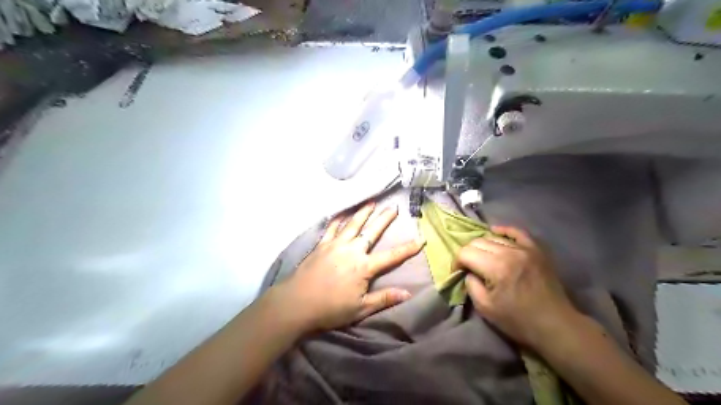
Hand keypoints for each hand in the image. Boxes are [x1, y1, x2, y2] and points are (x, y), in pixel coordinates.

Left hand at [275, 202, 422, 332]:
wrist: (297, 303)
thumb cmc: (330, 309)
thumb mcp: (361, 308)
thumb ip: (384, 298)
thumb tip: (408, 293)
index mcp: (364, 267)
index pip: (391, 256)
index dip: (407, 248)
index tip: (421, 239)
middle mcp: (352, 250)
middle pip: (371, 231)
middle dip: (384, 219)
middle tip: (393, 207)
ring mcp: (335, 245)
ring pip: (352, 224)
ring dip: (363, 212)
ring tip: (371, 202)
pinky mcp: (321, 245)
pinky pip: (331, 228)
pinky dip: (338, 219)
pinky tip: (342, 213)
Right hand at [458, 227, 581, 348]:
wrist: (554, 325)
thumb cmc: (518, 320)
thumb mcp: (485, 308)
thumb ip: (471, 285)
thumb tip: (468, 272)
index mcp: (496, 267)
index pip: (466, 253)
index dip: (457, 262)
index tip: (457, 272)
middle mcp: (509, 252)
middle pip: (478, 242)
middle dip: (468, 253)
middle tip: (468, 267)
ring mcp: (525, 249)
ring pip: (494, 237)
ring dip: (483, 246)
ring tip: (483, 258)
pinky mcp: (536, 250)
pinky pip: (517, 232)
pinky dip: (504, 231)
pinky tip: (496, 232)